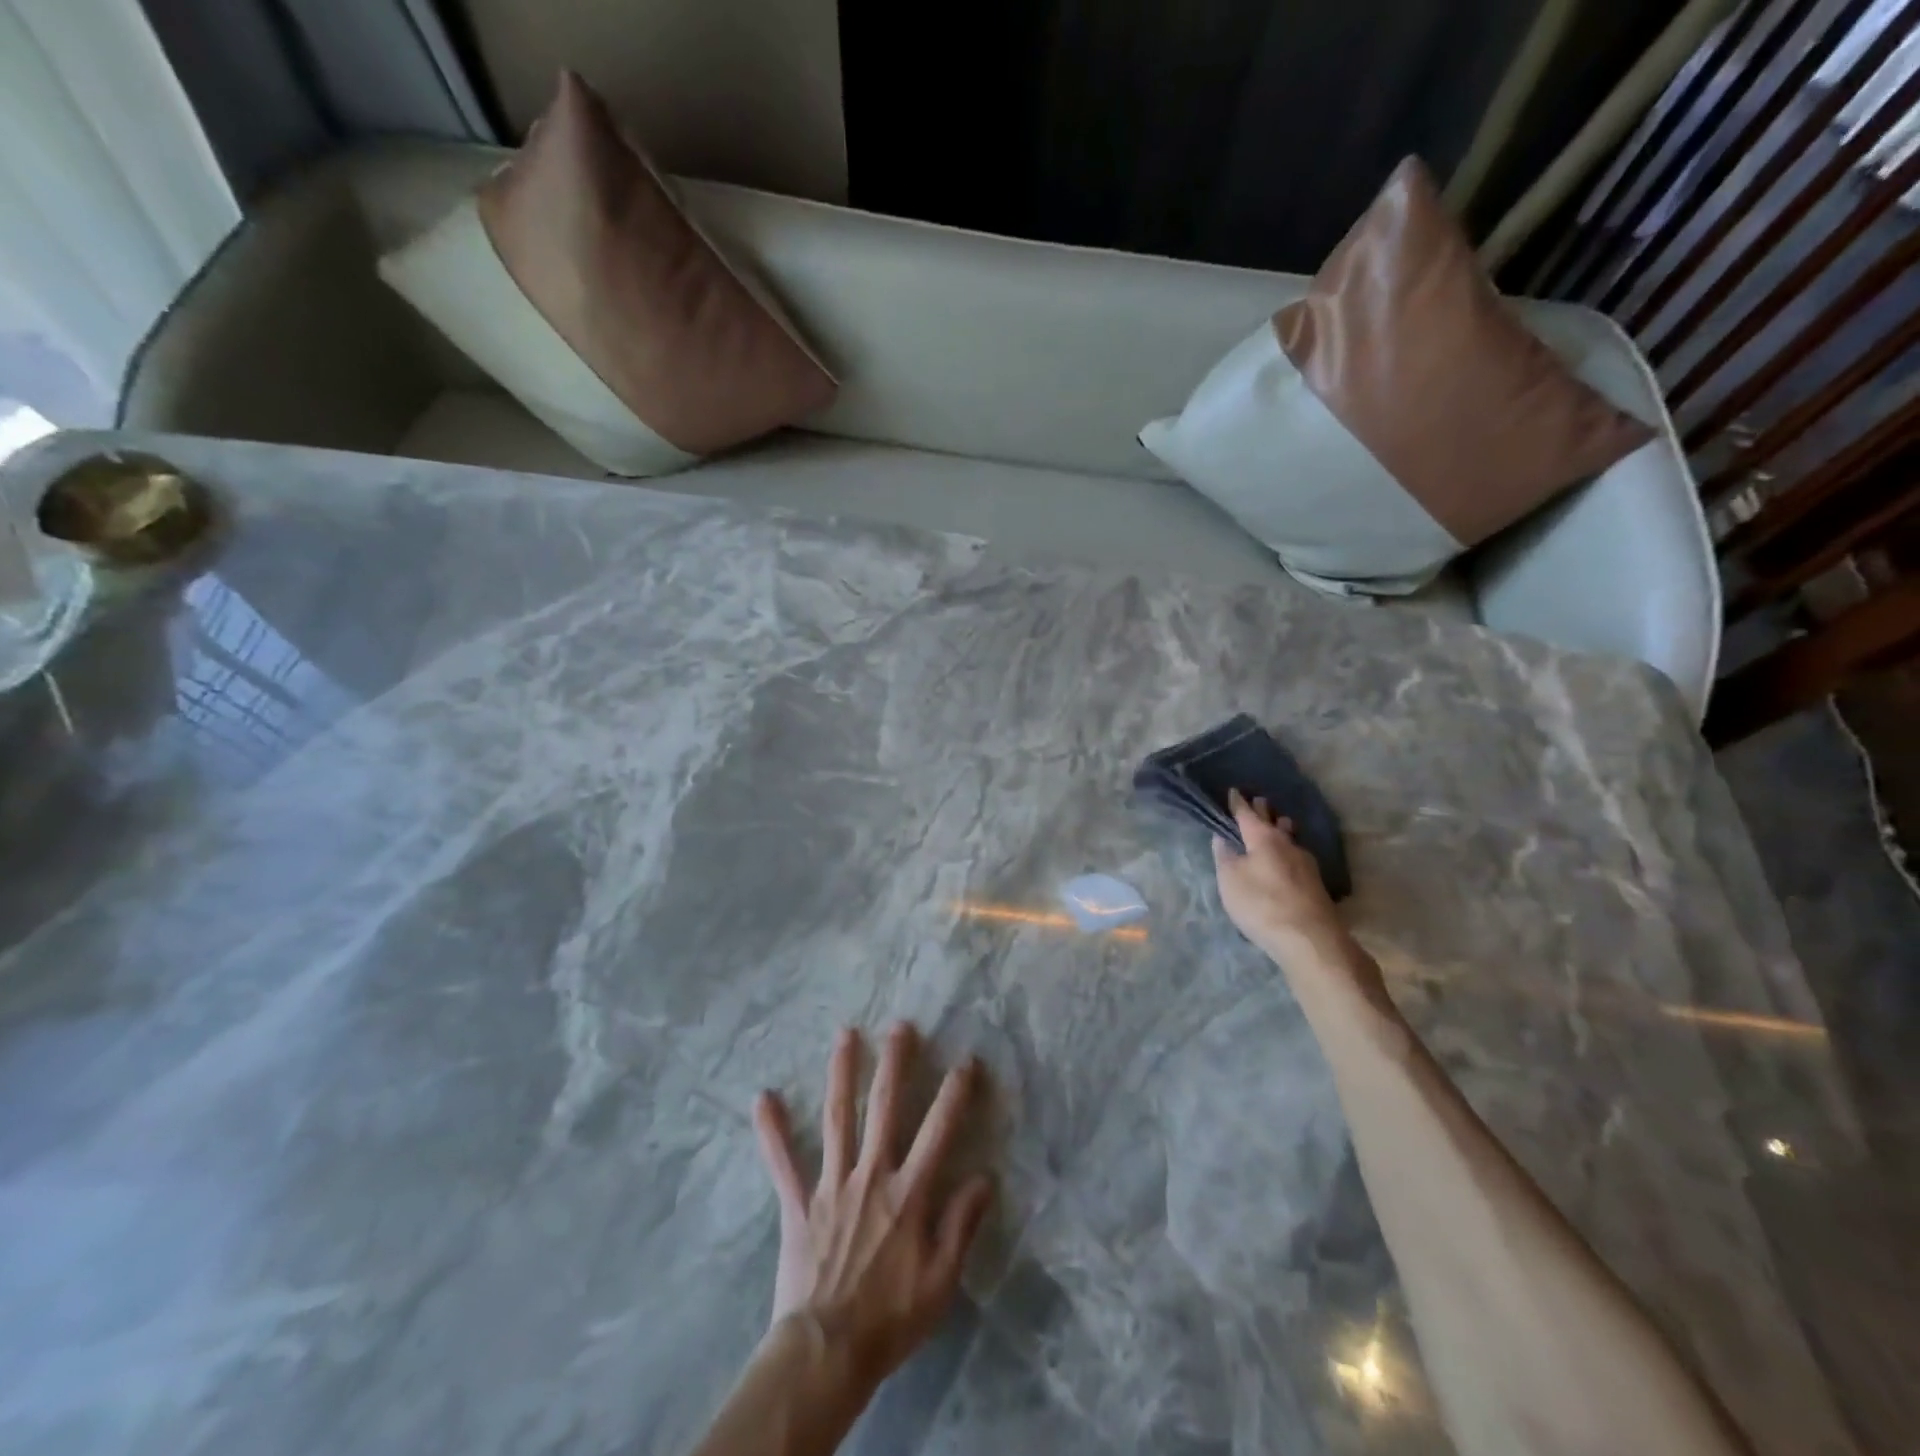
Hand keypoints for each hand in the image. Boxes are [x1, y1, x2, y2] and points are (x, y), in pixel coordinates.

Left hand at [753, 1024, 994, 1392]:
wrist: (827, 1353)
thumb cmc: (890, 1319)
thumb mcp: (941, 1281)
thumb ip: (962, 1225)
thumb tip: (984, 1177)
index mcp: (908, 1194)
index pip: (938, 1131)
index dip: (955, 1094)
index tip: (966, 1061)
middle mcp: (871, 1175)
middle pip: (884, 1108)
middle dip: (895, 1063)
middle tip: (900, 1025)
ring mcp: (831, 1185)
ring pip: (838, 1118)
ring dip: (842, 1073)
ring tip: (845, 1034)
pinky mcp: (799, 1202)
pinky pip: (782, 1162)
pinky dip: (771, 1130)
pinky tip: (762, 1097)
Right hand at [1211, 787, 1349, 960]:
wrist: (1309, 939)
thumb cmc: (1261, 904)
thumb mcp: (1230, 881)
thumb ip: (1225, 857)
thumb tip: (1222, 837)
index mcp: (1263, 838)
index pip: (1247, 814)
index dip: (1238, 803)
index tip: (1234, 791)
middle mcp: (1287, 843)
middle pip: (1273, 821)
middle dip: (1263, 811)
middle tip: (1257, 800)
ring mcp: (1305, 862)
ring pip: (1290, 837)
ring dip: (1281, 828)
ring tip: (1278, 822)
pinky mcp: (1315, 882)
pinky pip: (1296, 854)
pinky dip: (1288, 848)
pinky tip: (1288, 856)